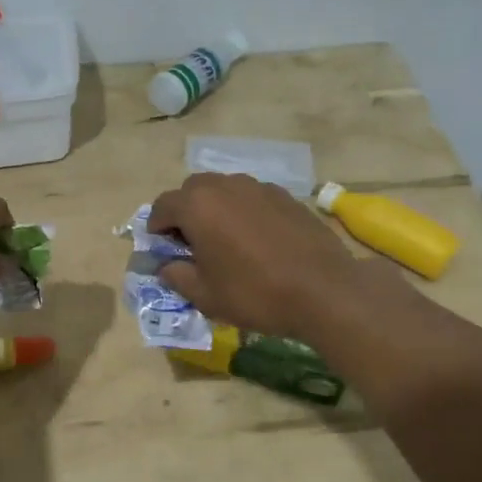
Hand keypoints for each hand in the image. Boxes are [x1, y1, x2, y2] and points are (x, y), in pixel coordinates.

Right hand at [147, 173, 367, 339]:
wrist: (324, 291)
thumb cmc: (255, 294)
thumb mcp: (205, 295)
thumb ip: (177, 276)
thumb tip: (167, 266)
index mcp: (198, 206)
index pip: (162, 206)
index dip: (156, 227)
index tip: (161, 248)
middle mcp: (226, 186)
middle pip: (193, 190)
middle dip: (185, 212)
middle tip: (191, 243)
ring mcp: (259, 187)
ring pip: (225, 190)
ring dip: (215, 209)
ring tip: (225, 241)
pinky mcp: (287, 196)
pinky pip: (253, 198)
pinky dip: (244, 212)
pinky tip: (257, 241)